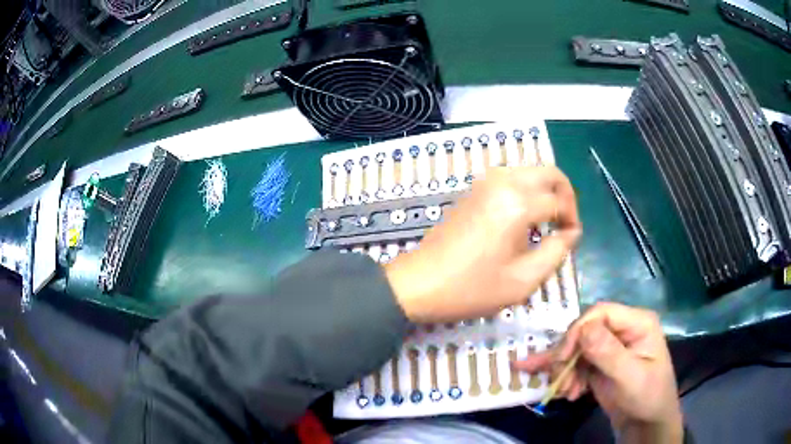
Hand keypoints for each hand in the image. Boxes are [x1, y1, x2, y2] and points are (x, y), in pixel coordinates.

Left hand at [384, 166, 580, 322]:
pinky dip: (527, 191)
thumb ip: (556, 252)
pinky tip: (525, 219)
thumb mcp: (523, 280)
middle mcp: (503, 182)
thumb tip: (572, 232)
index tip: (571, 241)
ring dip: (545, 192)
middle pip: (549, 172)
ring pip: (530, 172)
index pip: (560, 201)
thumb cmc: (472, 288)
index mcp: (518, 202)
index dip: (572, 220)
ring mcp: (485, 182)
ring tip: (547, 223)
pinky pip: (511, 179)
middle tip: (565, 224)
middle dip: (564, 195)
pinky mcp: (474, 189)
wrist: (420, 283)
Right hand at [515, 302, 682, 442]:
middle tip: (557, 380)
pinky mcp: (601, 363)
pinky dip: (568, 376)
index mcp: (637, 322)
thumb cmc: (648, 396)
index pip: (601, 313)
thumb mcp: (630, 377)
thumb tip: (582, 329)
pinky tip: (568, 392)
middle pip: (585, 330)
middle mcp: (622, 329)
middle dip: (568, 355)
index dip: (578, 331)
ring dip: (566, 369)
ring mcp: (611, 346)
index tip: (563, 358)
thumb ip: (608, 353)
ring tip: (565, 392)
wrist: (647, 423)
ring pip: (577, 347)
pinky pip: (577, 362)